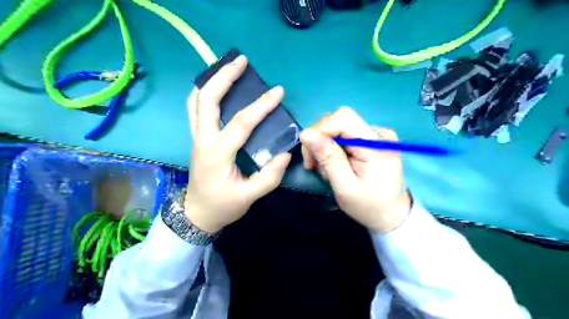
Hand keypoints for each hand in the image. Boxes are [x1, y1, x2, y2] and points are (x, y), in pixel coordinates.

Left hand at [188, 55, 289, 232]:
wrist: (197, 214)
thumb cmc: (223, 206)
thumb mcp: (249, 197)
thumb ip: (270, 177)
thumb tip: (285, 153)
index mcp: (217, 155)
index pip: (240, 123)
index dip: (260, 106)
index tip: (278, 92)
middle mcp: (203, 140)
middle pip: (207, 100)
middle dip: (223, 77)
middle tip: (242, 61)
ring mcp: (196, 138)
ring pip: (196, 101)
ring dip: (210, 81)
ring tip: (227, 67)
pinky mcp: (197, 138)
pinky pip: (194, 109)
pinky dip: (203, 93)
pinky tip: (215, 87)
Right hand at [300, 107, 411, 233]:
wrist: (391, 215)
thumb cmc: (369, 206)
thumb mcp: (345, 187)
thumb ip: (328, 158)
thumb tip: (306, 133)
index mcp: (376, 144)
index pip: (343, 117)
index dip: (320, 130)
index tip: (310, 155)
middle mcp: (378, 133)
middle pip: (338, 121)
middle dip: (320, 142)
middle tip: (314, 166)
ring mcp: (375, 135)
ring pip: (338, 129)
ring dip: (325, 148)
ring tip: (328, 171)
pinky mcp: (370, 140)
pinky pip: (344, 136)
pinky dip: (333, 150)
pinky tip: (336, 165)